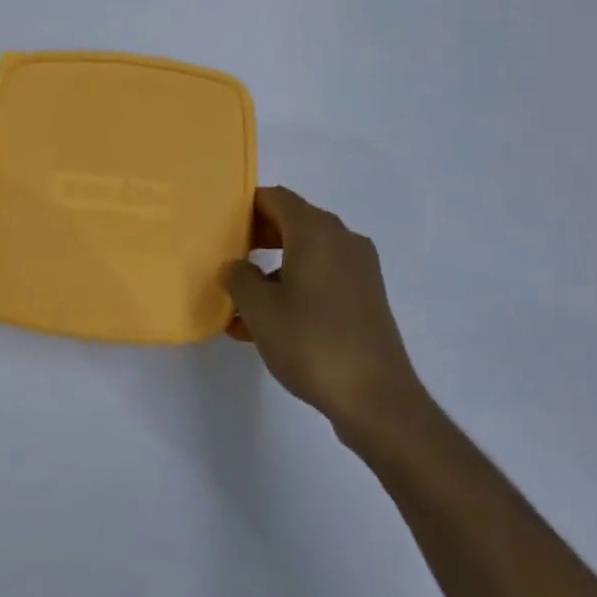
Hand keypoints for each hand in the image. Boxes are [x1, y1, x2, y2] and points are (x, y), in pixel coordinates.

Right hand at [224, 186, 421, 437]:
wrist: (376, 398)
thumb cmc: (312, 343)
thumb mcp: (260, 309)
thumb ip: (239, 277)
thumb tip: (236, 266)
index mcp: (316, 232)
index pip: (276, 198)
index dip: (245, 207)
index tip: (220, 226)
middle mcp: (342, 240)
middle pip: (292, 222)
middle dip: (257, 238)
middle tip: (227, 259)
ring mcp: (359, 270)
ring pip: (306, 254)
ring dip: (272, 269)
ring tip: (240, 302)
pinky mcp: (366, 297)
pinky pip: (321, 278)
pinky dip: (293, 289)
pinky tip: (265, 325)